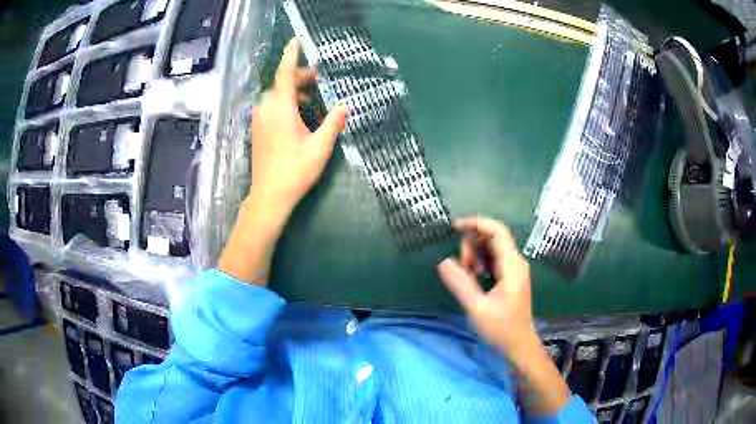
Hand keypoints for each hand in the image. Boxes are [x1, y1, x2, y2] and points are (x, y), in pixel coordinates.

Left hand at [249, 38, 349, 218]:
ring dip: (291, 91)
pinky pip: (269, 107)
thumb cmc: (295, 170)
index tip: (296, 41)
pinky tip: (296, 115)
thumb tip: (344, 107)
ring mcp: (259, 120)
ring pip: (274, 95)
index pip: (285, 74)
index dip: (291, 56)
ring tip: (310, 98)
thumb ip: (333, 123)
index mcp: (281, 109)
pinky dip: (283, 103)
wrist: (269, 196)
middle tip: (317, 79)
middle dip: (298, 77)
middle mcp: (266, 110)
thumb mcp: (320, 147)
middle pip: (280, 84)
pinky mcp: (257, 130)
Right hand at [437, 216, 535, 356]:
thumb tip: (443, 262)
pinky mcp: (510, 275)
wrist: (519, 344)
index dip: (477, 223)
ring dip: (474, 256)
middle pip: (492, 237)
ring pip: (491, 248)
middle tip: (462, 269)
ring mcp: (514, 268)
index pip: (497, 231)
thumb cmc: (501, 328)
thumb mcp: (477, 308)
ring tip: (468, 277)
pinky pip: (493, 258)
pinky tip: (475, 278)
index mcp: (512, 265)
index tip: (455, 227)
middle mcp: (516, 261)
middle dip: (472, 246)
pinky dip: (480, 263)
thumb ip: (460, 284)